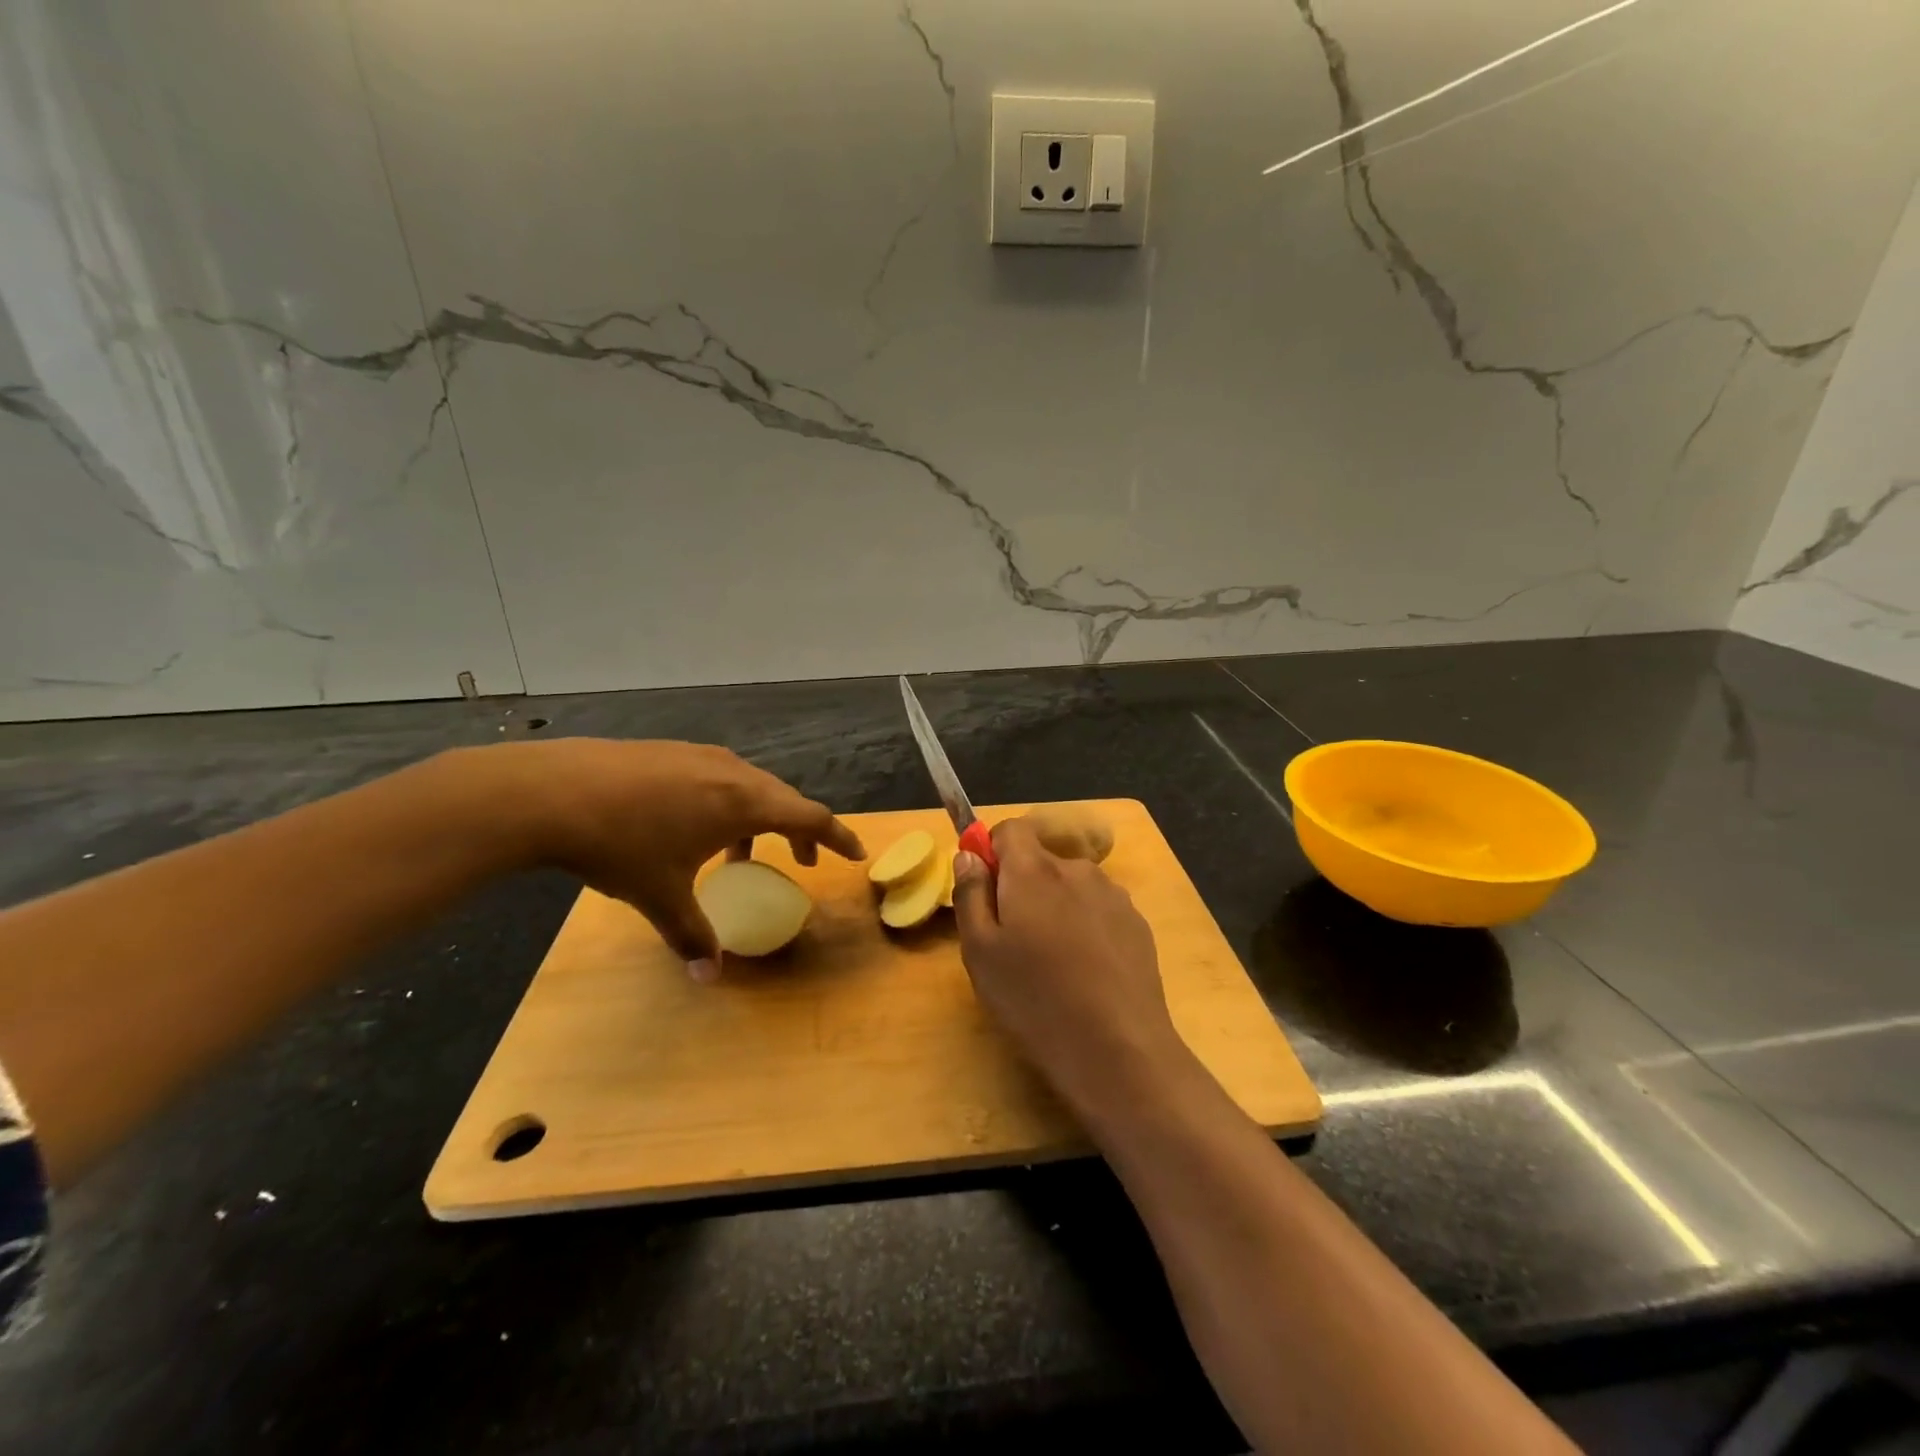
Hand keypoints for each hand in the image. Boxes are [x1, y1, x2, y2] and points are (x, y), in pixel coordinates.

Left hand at [491, 739, 863, 976]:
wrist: (552, 791)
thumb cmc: (621, 844)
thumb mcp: (660, 894)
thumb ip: (692, 934)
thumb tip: (708, 977)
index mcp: (745, 802)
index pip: (811, 817)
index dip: (837, 836)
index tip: (855, 853)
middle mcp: (733, 772)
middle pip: (784, 799)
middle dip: (800, 830)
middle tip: (802, 859)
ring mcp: (701, 756)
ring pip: (750, 785)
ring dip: (760, 817)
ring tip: (740, 851)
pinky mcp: (671, 751)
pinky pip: (719, 776)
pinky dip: (728, 802)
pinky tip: (693, 823)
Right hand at [951, 817, 1183, 1109]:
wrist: (1117, 1048)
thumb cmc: (1034, 998)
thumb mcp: (980, 952)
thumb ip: (970, 894)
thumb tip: (969, 856)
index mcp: (1034, 870)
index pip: (1010, 829)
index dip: (993, 852)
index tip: (986, 891)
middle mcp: (1077, 869)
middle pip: (1041, 860)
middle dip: (1023, 887)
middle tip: (1014, 941)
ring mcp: (1114, 896)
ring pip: (1071, 886)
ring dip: (1056, 907)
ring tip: (1053, 963)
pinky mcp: (1137, 924)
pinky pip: (1099, 910)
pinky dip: (1086, 927)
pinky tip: (1086, 973)